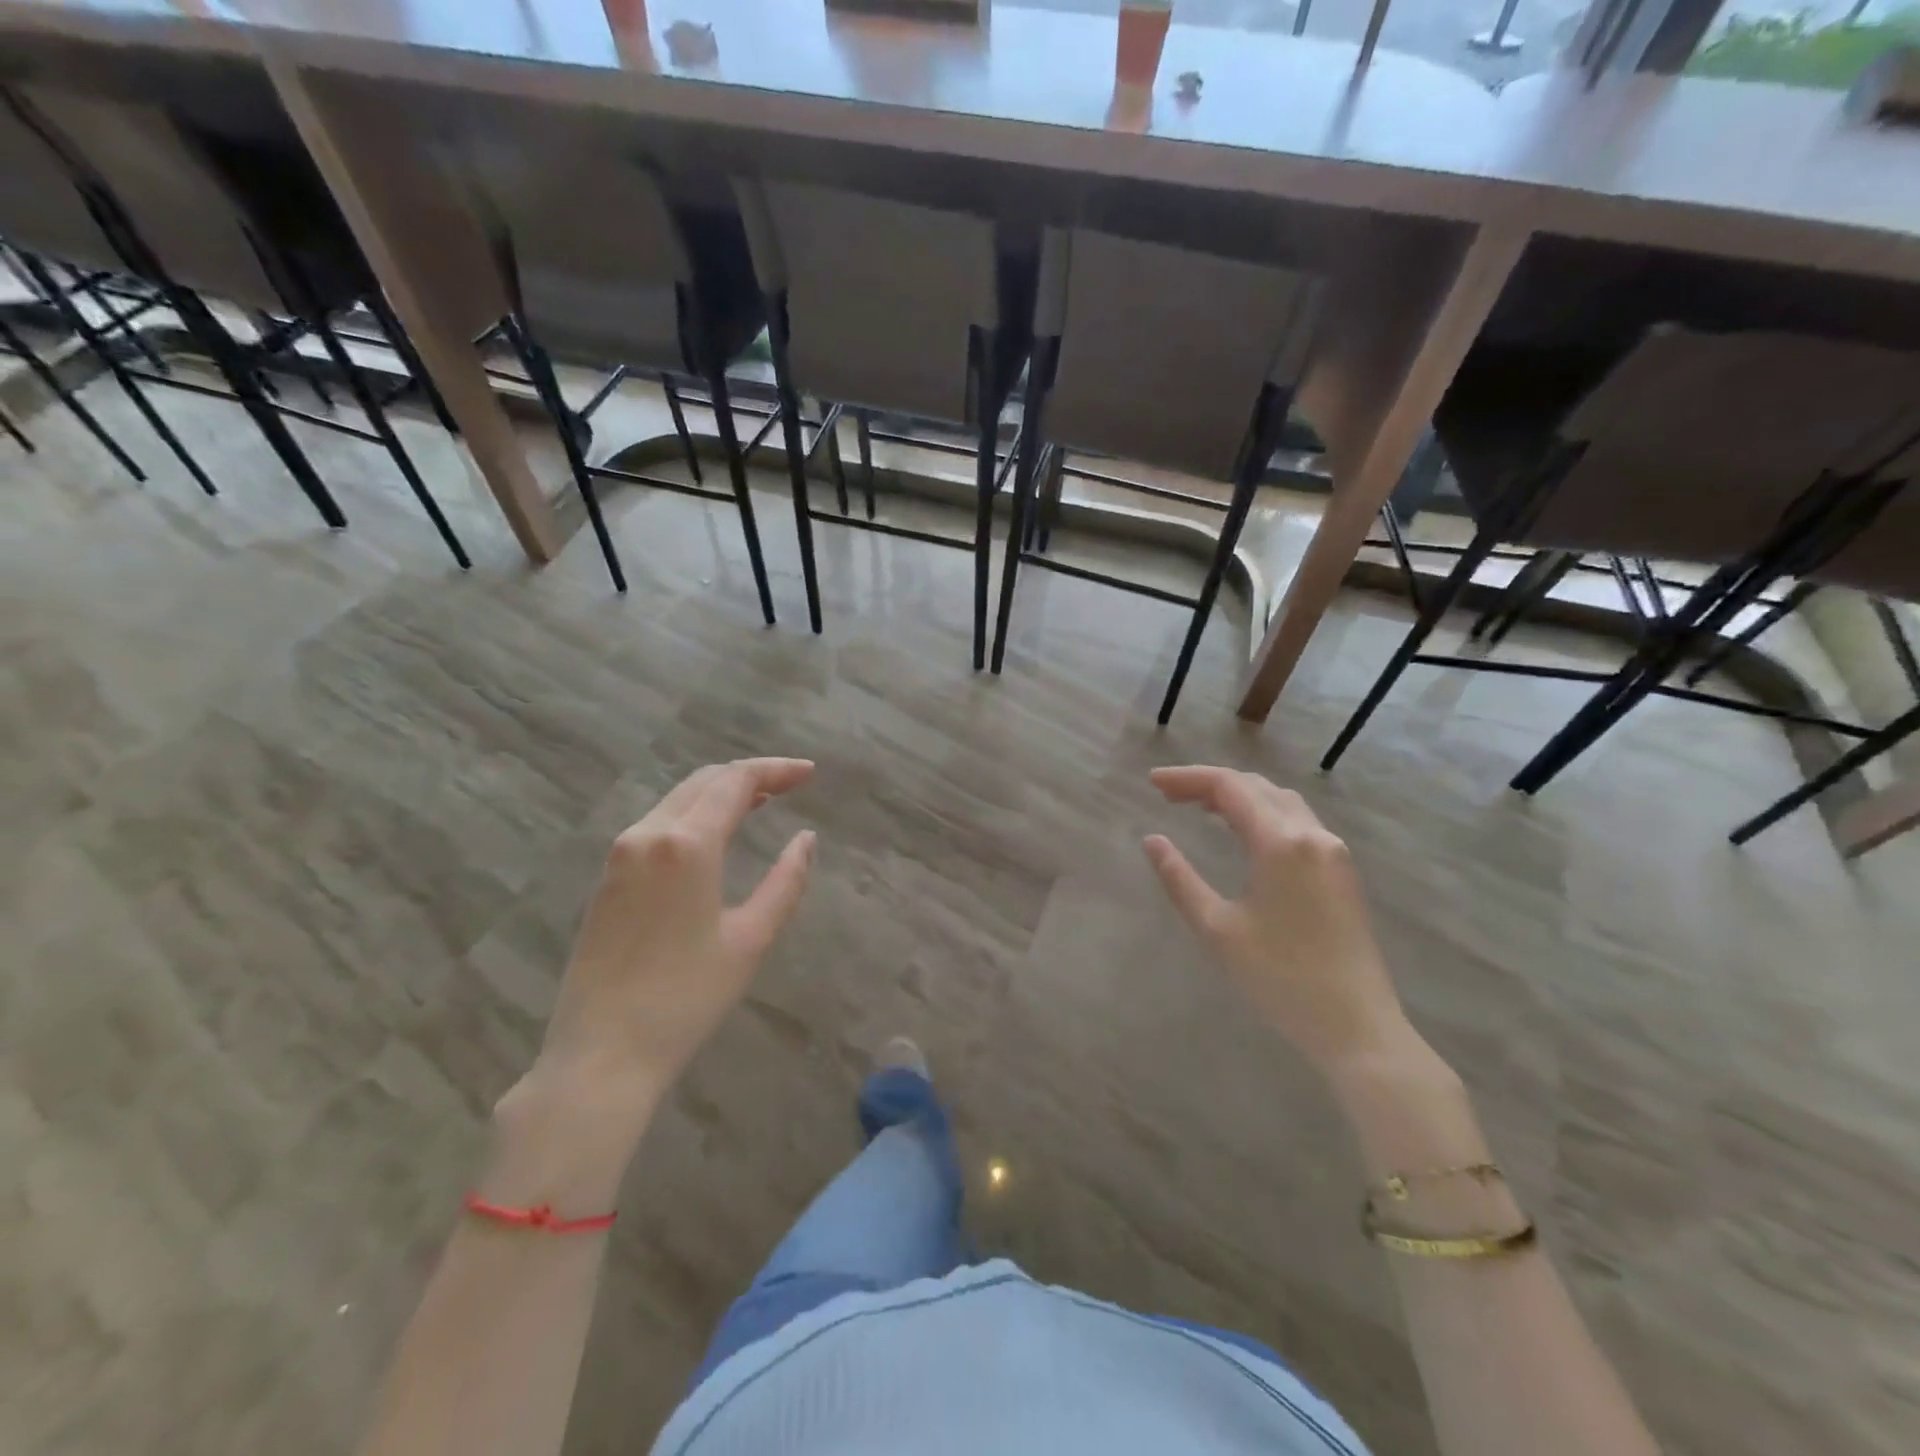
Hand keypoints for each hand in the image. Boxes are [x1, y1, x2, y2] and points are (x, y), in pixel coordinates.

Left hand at [524, 758, 817, 1119]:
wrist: (601, 1054)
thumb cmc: (686, 999)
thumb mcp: (750, 939)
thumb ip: (786, 881)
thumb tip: (806, 839)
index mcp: (686, 845)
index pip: (736, 782)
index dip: (776, 770)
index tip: (810, 773)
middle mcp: (647, 834)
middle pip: (704, 781)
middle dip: (750, 776)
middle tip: (791, 784)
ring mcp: (620, 854)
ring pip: (678, 799)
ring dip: (720, 793)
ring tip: (761, 803)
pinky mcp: (607, 877)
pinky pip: (657, 823)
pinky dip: (693, 814)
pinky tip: (714, 834)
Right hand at [1143, 766, 1409, 1076]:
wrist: (1357, 1026)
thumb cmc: (1280, 978)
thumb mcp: (1217, 929)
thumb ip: (1179, 879)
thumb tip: (1152, 841)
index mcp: (1281, 843)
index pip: (1229, 787)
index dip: (1187, 778)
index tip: (1152, 782)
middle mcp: (1312, 835)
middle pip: (1256, 787)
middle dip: (1209, 784)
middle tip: (1168, 795)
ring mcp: (1334, 852)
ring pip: (1280, 801)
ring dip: (1238, 796)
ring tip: (1199, 808)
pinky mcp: (1342, 871)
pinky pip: (1297, 822)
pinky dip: (1262, 814)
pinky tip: (1243, 834)